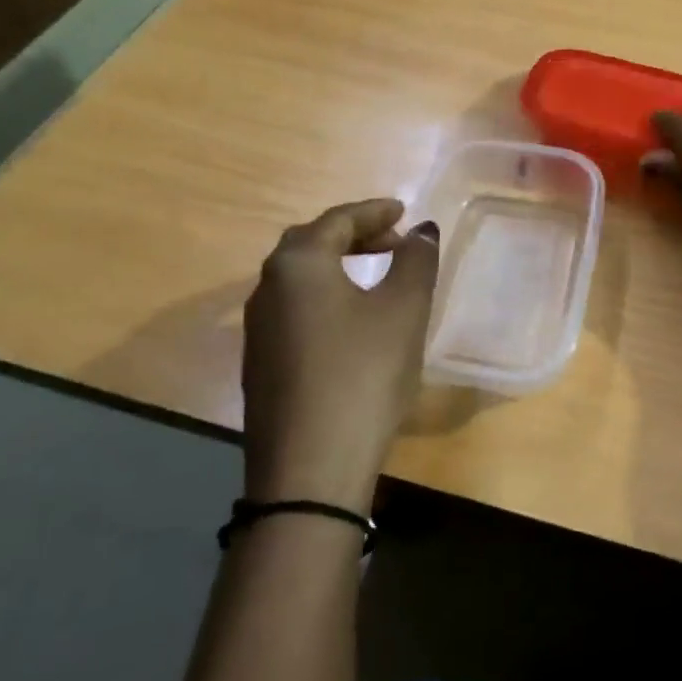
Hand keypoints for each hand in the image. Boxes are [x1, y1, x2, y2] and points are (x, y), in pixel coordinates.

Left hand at [241, 198, 439, 511]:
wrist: (309, 470)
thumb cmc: (363, 373)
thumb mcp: (403, 310)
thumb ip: (416, 260)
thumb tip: (423, 230)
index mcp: (298, 264)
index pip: (338, 219)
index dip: (375, 211)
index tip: (405, 210)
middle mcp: (267, 288)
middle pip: (311, 243)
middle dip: (354, 234)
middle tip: (394, 240)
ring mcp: (258, 329)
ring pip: (300, 278)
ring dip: (338, 265)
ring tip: (377, 274)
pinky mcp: (260, 364)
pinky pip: (295, 309)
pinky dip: (326, 296)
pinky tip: (351, 320)